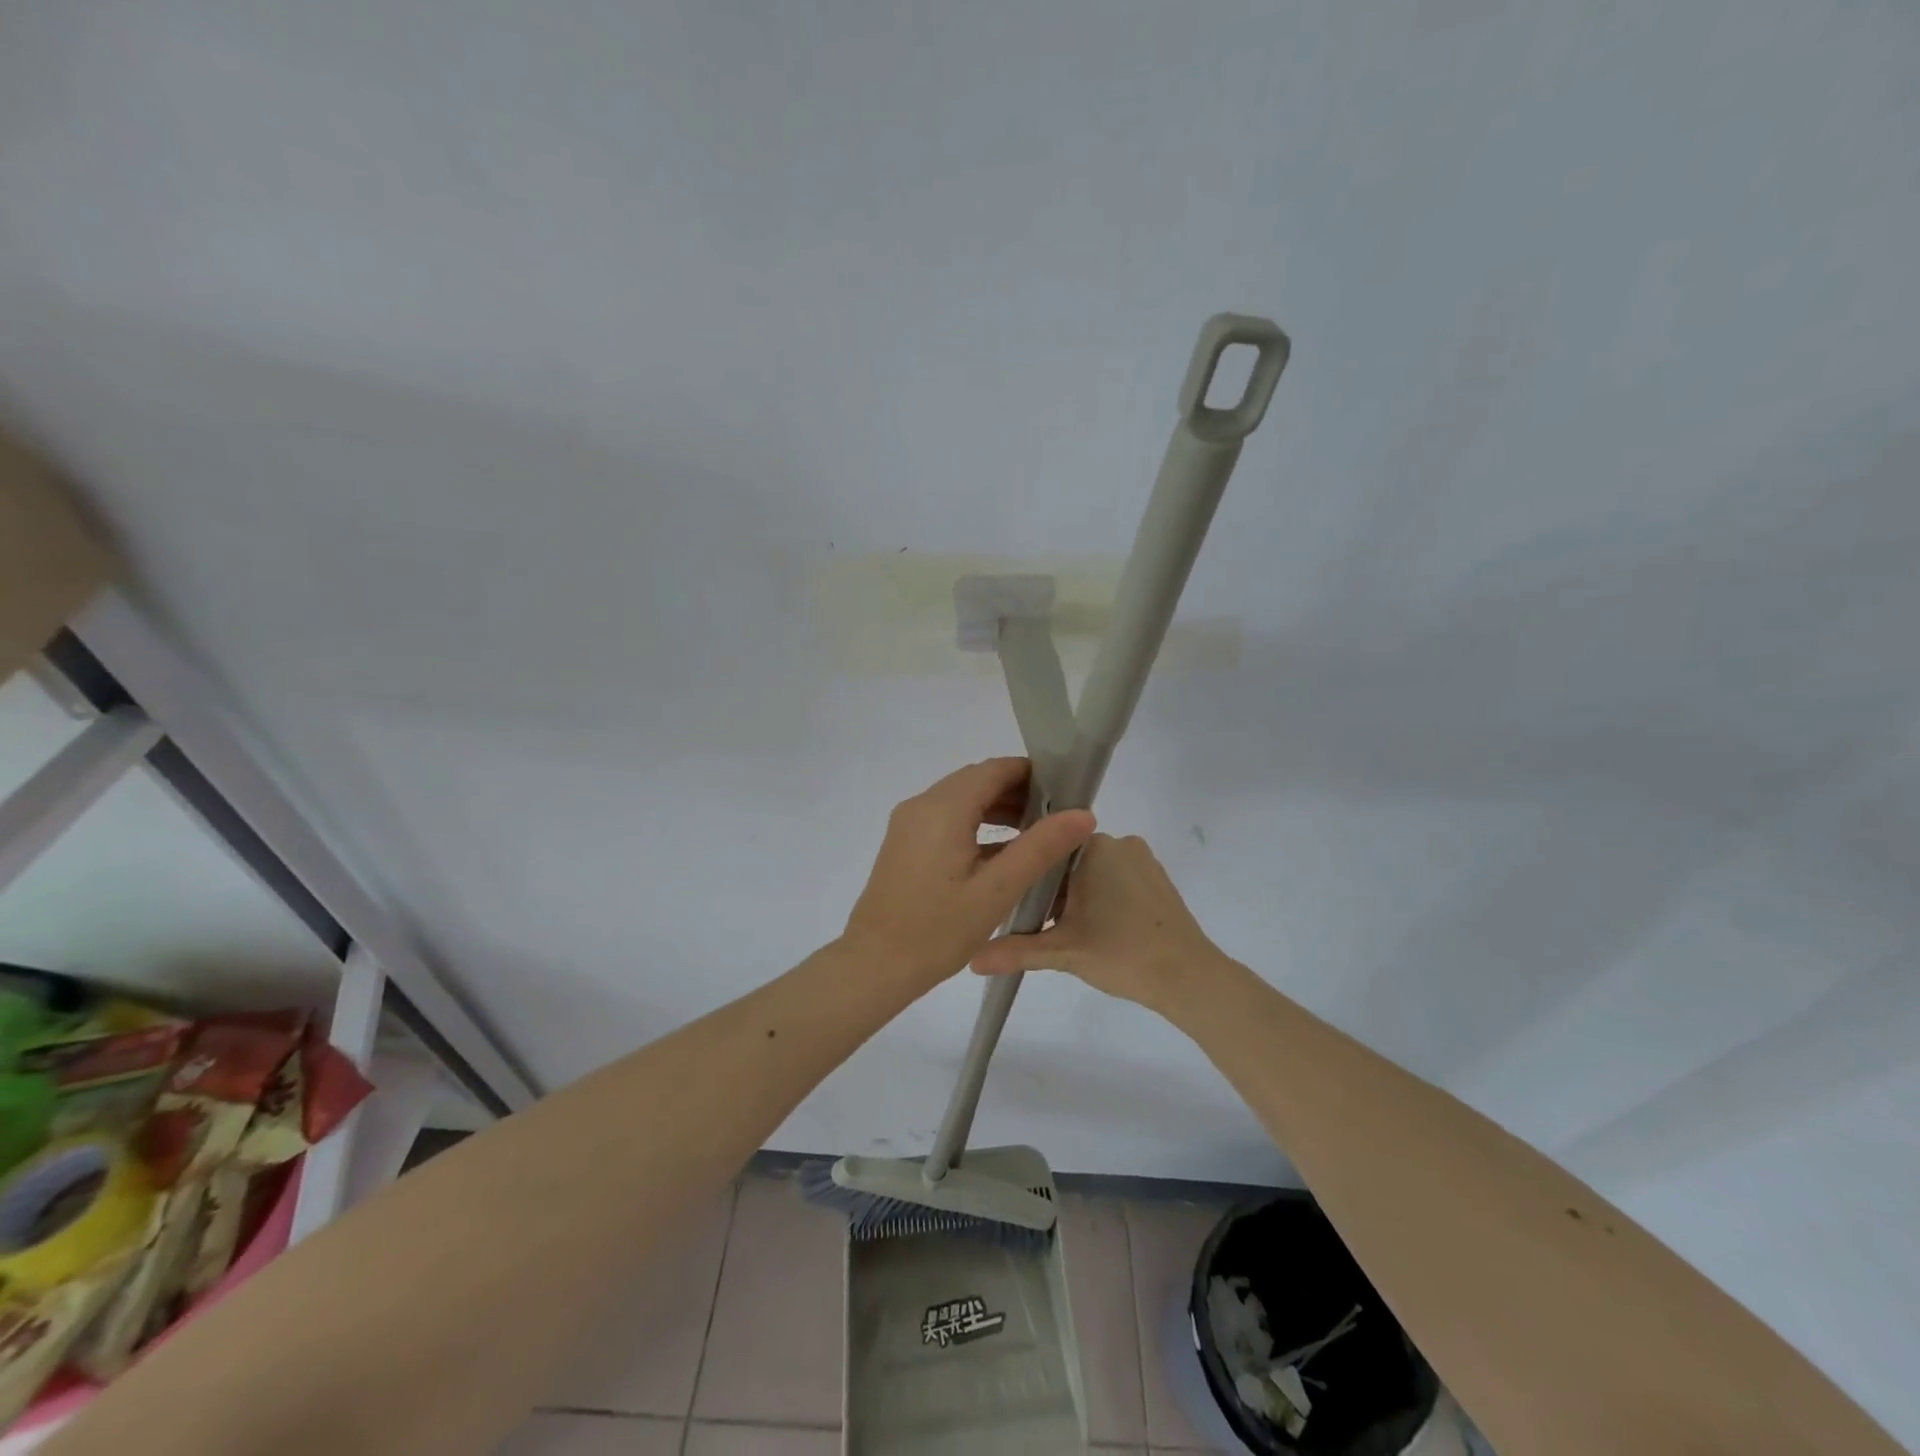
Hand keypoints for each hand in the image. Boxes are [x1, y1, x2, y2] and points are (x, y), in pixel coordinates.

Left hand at [843, 759, 1095, 991]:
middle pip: (977, 780)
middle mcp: (922, 804)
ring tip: (1034, 834)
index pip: (995, 769)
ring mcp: (909, 822)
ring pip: (961, 798)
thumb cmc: (938, 929)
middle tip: (1056, 817)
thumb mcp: (997, 890)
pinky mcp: (904, 842)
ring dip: (997, 808)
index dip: (1033, 774)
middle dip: (1017, 791)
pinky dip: (975, 824)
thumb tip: (1083, 813)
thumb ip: (1041, 847)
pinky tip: (999, 852)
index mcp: (944, 807)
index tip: (1066, 793)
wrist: (874, 964)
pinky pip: (946, 817)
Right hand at [969, 833, 1230, 1012]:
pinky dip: (1103, 898)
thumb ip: (1015, 950)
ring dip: (1078, 896)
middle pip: (1068, 861)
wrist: (1188, 977)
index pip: (1047, 848)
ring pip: (1093, 871)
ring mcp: (1142, 859)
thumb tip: (970, 959)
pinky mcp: (1157, 878)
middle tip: (1044, 926)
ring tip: (1070, 932)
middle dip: (1054, 891)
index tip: (1020, 904)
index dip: (1030, 876)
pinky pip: (1117, 878)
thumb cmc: (1121, 954)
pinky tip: (1099, 930)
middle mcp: (1119, 841)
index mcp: (1093, 847)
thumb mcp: (1062, 952)